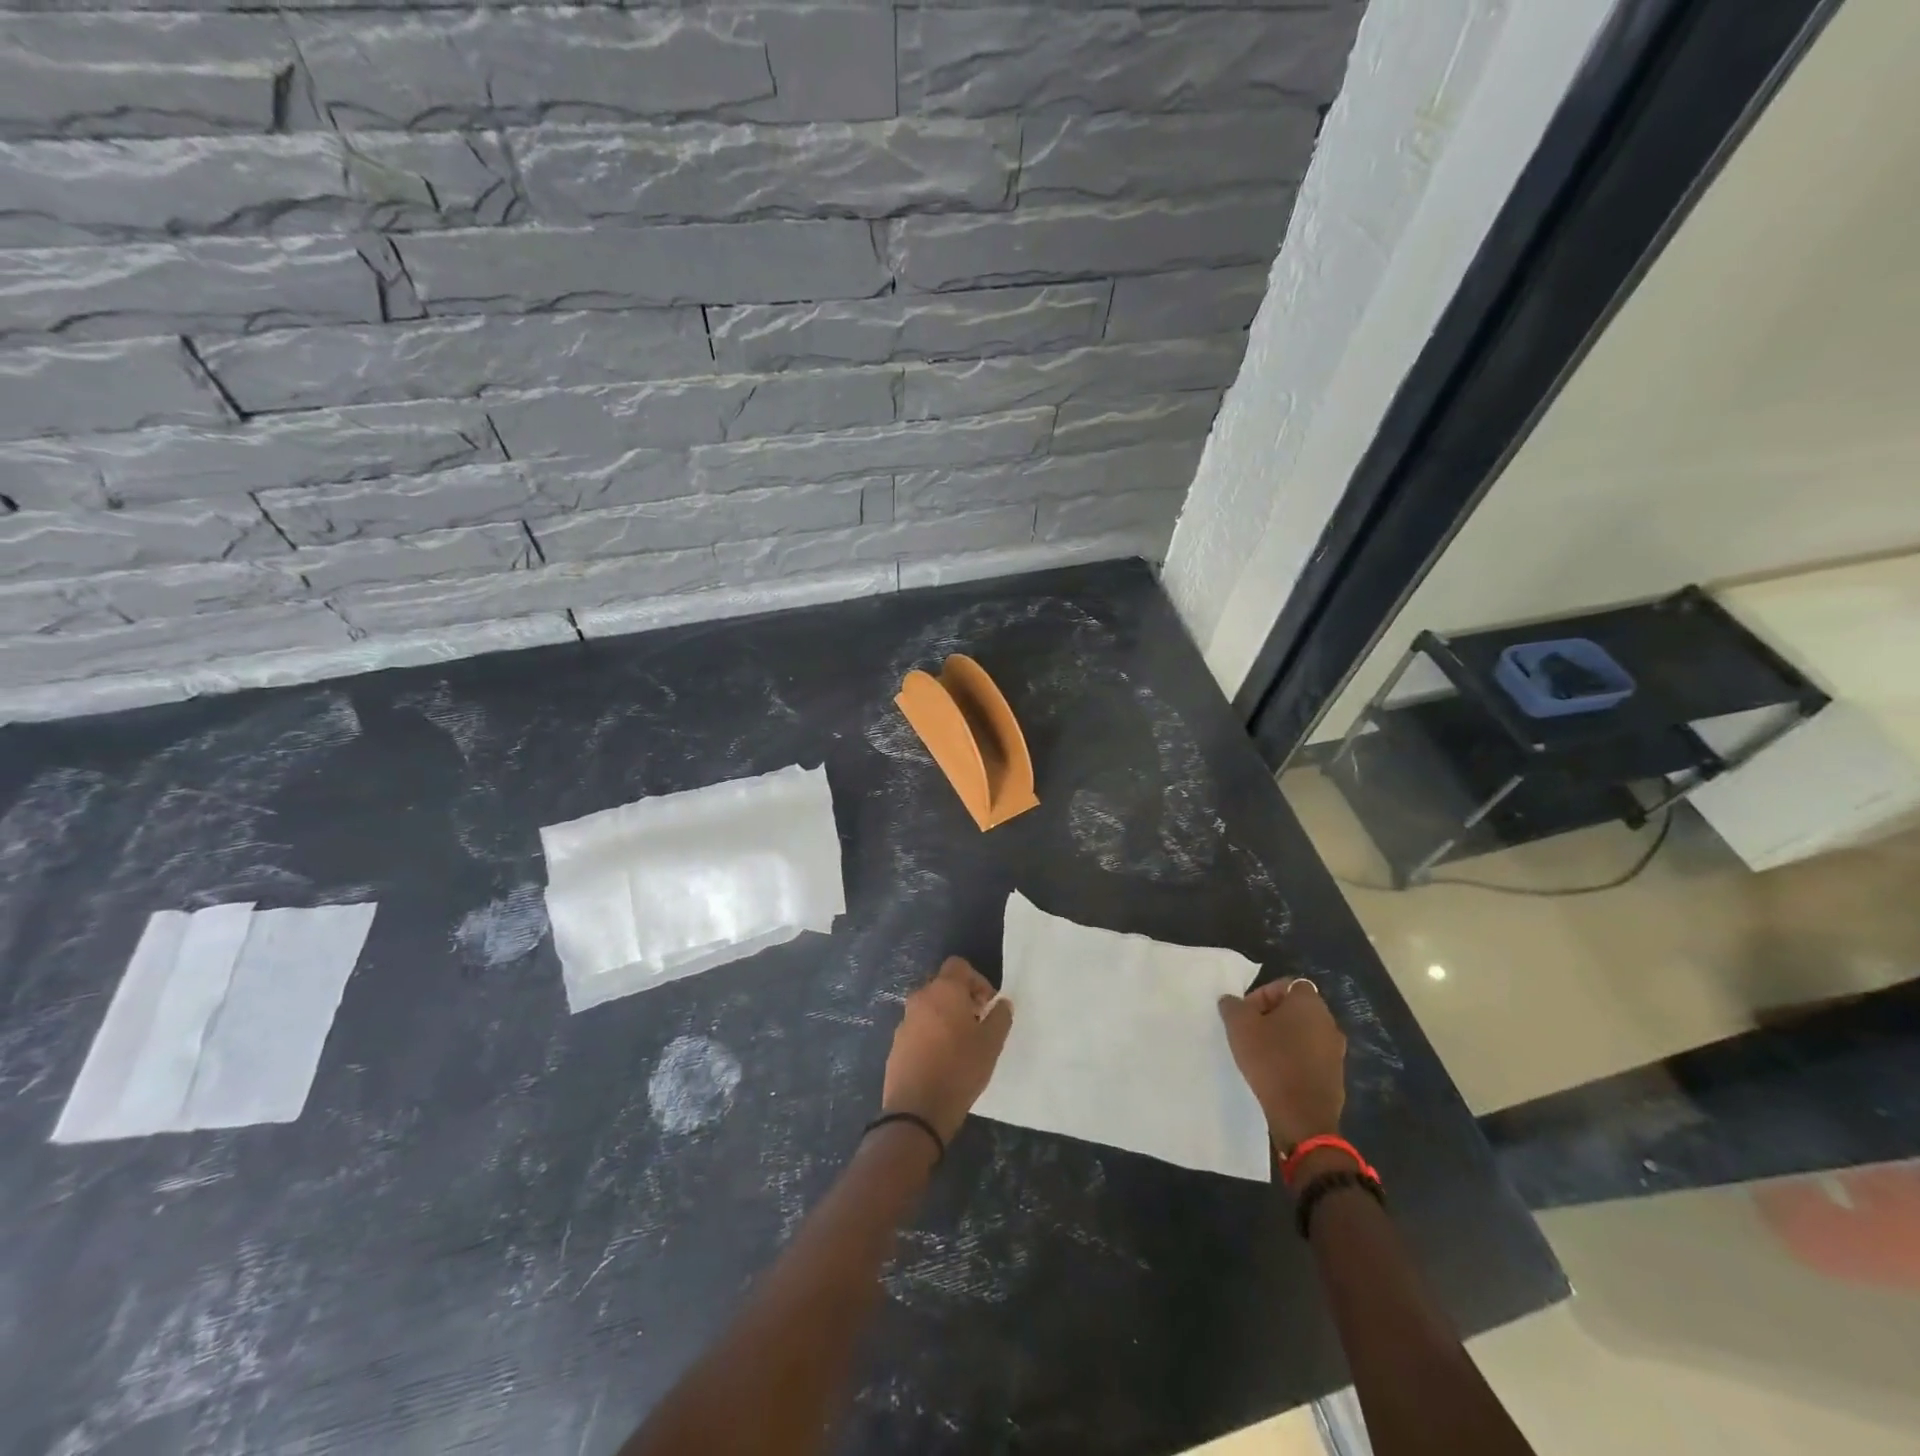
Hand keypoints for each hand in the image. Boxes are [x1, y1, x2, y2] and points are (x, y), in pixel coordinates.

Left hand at [882, 957, 1013, 1143]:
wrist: (917, 1109)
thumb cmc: (960, 1069)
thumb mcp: (991, 1044)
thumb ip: (1000, 1017)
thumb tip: (1002, 1003)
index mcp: (944, 990)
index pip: (958, 965)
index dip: (977, 980)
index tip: (987, 1005)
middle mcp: (920, 998)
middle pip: (943, 986)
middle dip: (961, 999)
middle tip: (977, 1024)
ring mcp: (905, 1021)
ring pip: (929, 1008)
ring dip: (945, 1017)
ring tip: (961, 1045)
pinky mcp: (896, 1044)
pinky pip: (918, 1029)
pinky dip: (931, 1035)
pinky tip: (942, 1060)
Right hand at [1218, 977, 1345, 1149]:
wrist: (1303, 1117)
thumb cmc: (1271, 1061)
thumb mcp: (1239, 1026)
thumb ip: (1233, 1006)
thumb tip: (1232, 1001)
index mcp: (1309, 1003)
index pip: (1285, 985)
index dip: (1262, 995)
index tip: (1246, 1014)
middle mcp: (1328, 1021)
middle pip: (1295, 1009)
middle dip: (1271, 1016)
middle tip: (1249, 1032)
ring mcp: (1336, 1050)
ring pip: (1303, 1033)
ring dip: (1283, 1038)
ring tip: (1261, 1054)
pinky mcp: (1336, 1075)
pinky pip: (1311, 1056)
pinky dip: (1295, 1058)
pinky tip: (1277, 1073)